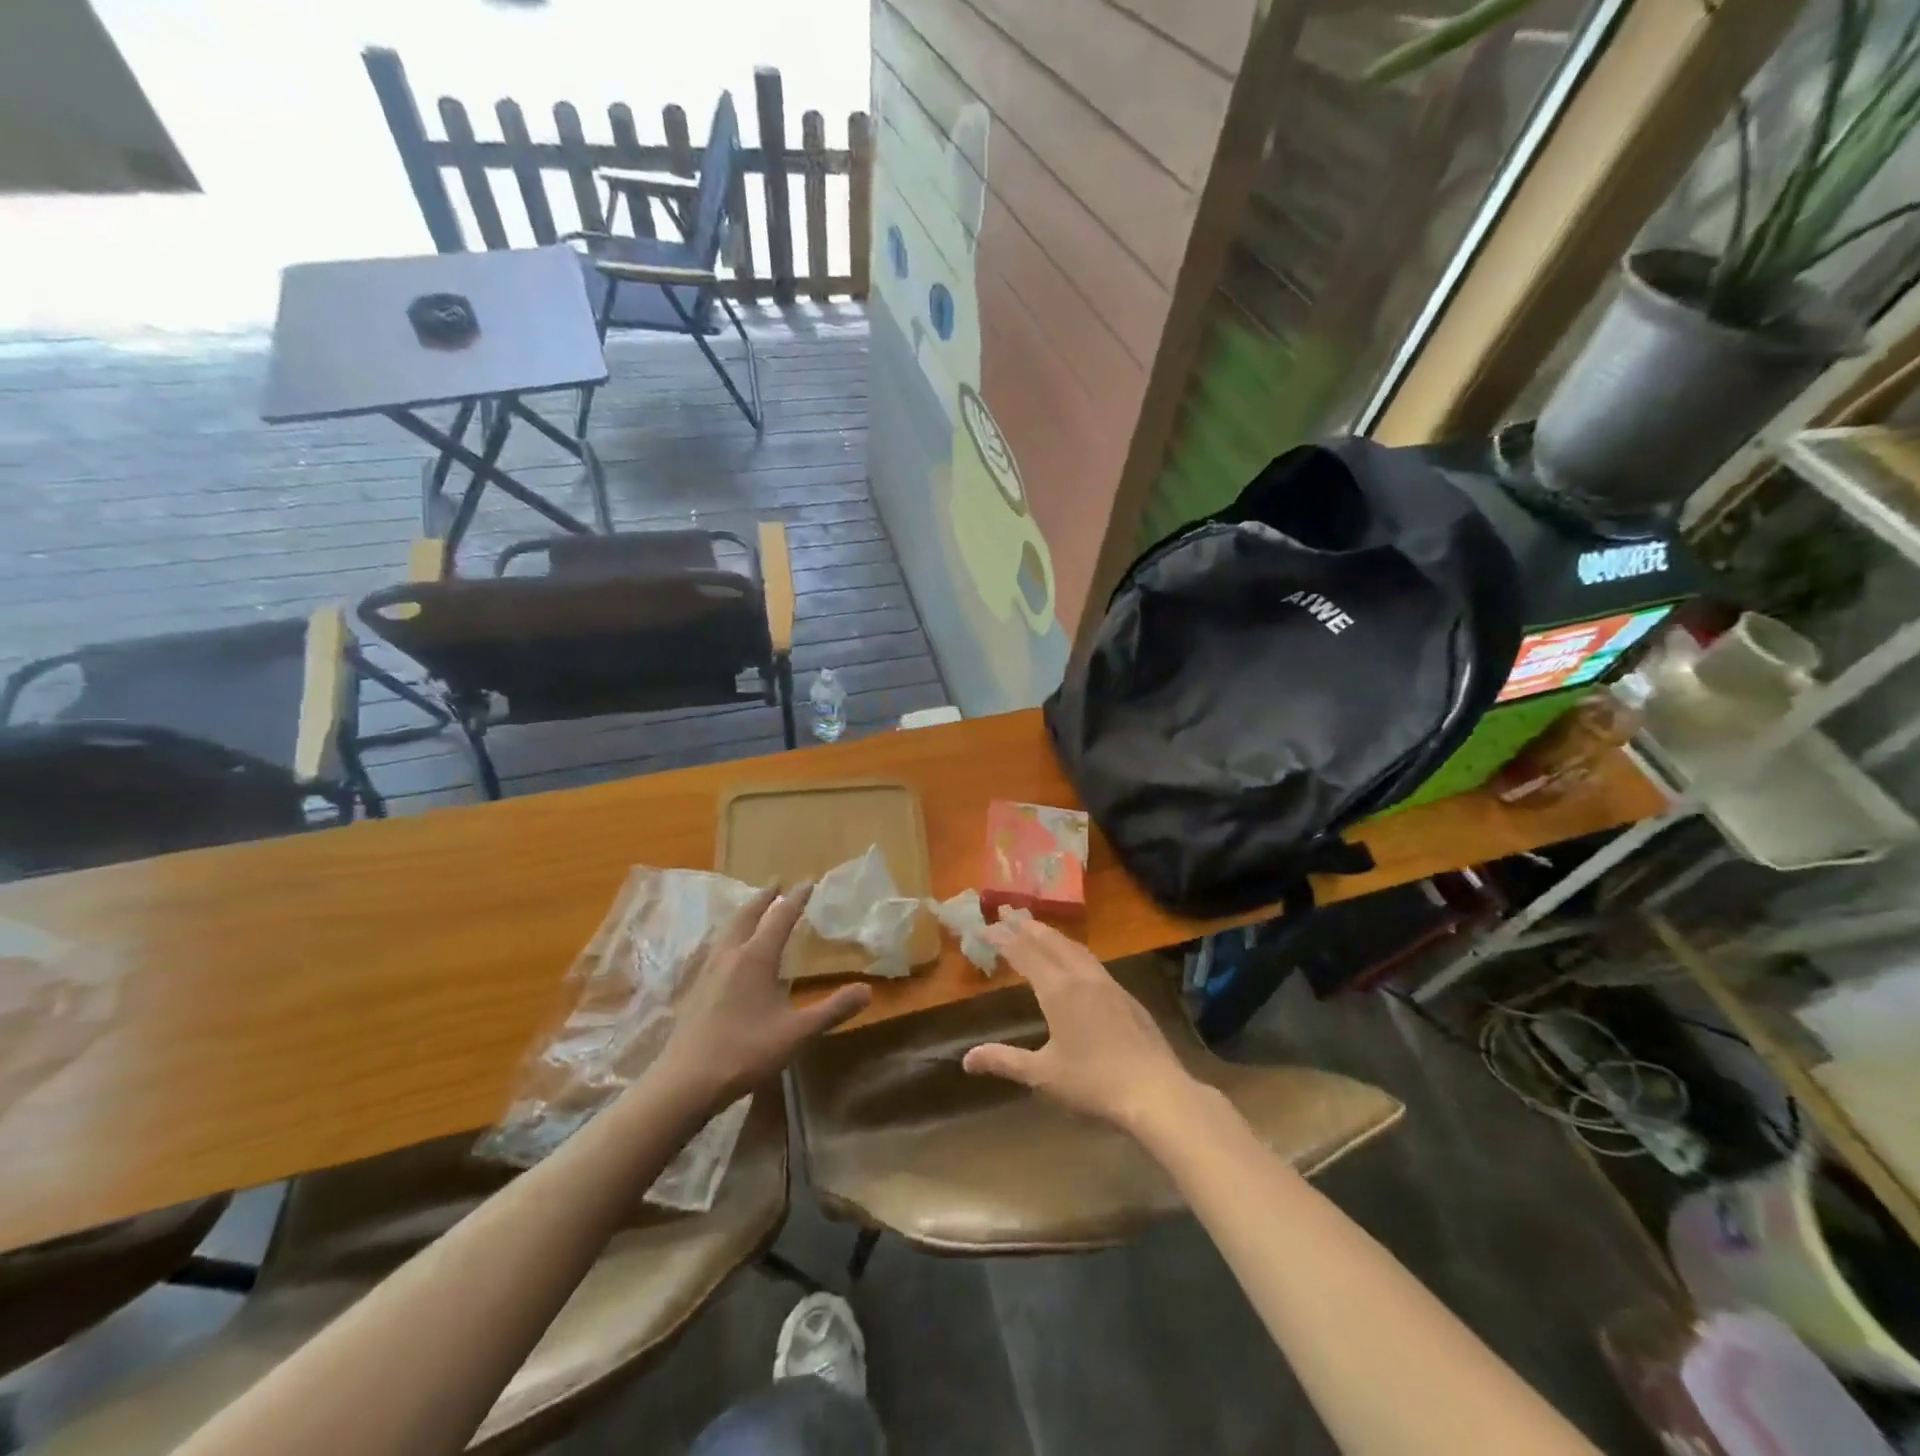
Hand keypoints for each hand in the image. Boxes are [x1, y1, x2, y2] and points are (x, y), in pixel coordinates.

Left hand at [655, 885, 871, 1108]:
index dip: (796, 899)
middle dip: (764, 898)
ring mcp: (708, 971)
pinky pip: (716, 948)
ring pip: (727, 930)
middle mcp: (730, 955)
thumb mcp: (797, 1033)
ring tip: (753, 911)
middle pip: (747, 916)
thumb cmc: (745, 1052)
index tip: (808, 882)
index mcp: (755, 958)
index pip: (780, 917)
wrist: (685, 1082)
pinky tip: (730, 953)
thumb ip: (832, 1010)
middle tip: (776, 884)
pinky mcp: (696, 989)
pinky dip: (730, 936)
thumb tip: (867, 990)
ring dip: (744, 914)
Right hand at [960, 918, 1203, 1136]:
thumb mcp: (1043, 1075)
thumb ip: (1005, 1061)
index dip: (1001, 938)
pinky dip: (1072, 950)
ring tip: (1036, 929)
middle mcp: (1082, 977)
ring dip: (1051, 934)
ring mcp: (1108, 983)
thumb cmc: (1094, 1083)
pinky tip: (1073, 961)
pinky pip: (1091, 961)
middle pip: (1050, 941)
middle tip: (1007, 912)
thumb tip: (967, 1060)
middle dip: (1026, 926)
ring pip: (1074, 947)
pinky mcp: (1126, 996)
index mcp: (1059, 990)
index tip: (982, 927)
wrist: (1156, 1091)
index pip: (1024, 952)